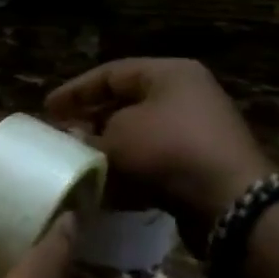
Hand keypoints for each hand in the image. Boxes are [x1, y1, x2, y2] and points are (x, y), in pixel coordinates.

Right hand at [46, 59, 271, 252]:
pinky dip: (132, 175)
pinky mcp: (201, 167)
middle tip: (63, 137)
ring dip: (110, 152)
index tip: (47, 109)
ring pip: (141, 137)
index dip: (76, 91)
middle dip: (92, 123)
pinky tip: (108, 192)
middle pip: (127, 104)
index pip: (111, 74)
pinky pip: (157, 164)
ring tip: (81, 167)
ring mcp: (198, 133)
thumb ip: (89, 137)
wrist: (231, 203)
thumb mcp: (117, 138)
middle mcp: (187, 96)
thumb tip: (77, 142)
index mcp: (169, 74)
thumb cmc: (169, 151)